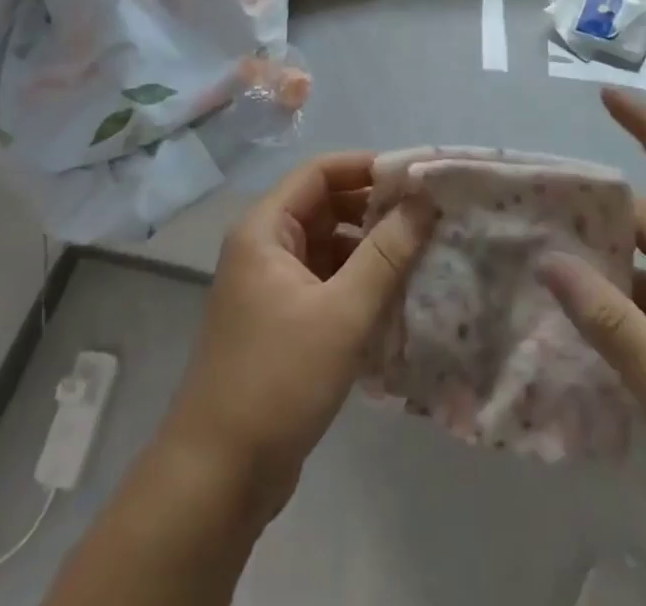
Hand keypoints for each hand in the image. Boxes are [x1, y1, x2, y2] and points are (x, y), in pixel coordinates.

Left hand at [161, 152, 435, 515]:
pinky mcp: (281, 321)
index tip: (416, 177)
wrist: (218, 479)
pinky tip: (394, 299)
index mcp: (264, 229)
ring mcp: (270, 285)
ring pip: (328, 246)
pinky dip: (357, 283)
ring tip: (420, 255)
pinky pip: (325, 281)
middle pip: (324, 206)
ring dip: (369, 248)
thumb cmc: (278, 381)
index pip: (320, 172)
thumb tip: (425, 200)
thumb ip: (387, 253)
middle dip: (374, 209)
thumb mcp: (343, 313)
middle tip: (427, 218)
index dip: (367, 167)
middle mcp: (264, 246)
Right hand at [538, 90, 645, 568]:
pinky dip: (604, 307)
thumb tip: (550, 261)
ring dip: (596, 262)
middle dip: (598, 207)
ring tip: (535, 253)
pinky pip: (639, 312)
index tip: (608, 99)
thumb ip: (611, 325)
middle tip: (537, 200)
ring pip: (639, 271)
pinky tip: (564, 318)